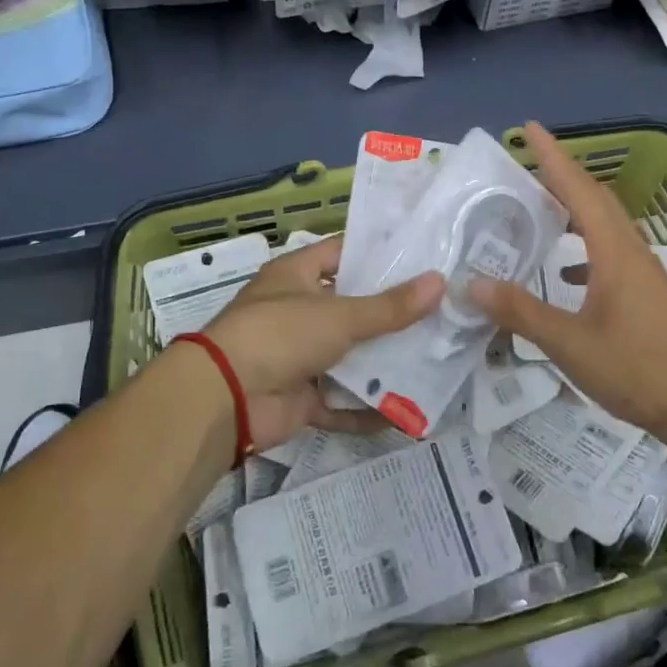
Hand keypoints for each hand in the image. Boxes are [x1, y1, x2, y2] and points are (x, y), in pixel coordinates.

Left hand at [203, 236, 442, 449]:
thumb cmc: (280, 334)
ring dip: (383, 362)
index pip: (343, 253)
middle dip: (391, 314)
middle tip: (441, 312)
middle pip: (351, 308)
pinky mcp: (299, 397)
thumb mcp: (340, 315)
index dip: (379, 254)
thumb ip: (390, 306)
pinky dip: (366, 408)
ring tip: (434, 359)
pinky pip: (340, 401)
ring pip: (349, 356)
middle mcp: (297, 311)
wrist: (225, 398)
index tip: (422, 259)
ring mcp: (297, 356)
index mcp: (297, 275)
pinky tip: (405, 412)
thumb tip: (439, 282)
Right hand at [468, 122, 666, 437]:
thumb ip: (521, 311)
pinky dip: (584, 247)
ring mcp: (643, 271)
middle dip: (561, 175)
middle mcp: (630, 251)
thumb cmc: (636, 368)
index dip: (552, 157)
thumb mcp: (568, 343)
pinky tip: (565, 274)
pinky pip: (610, 251)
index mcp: (613, 251)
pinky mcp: (646, 293)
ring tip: (540, 208)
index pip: (577, 189)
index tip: (530, 128)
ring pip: (605, 224)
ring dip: (574, 208)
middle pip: (595, 198)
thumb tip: (472, 284)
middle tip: (526, 164)